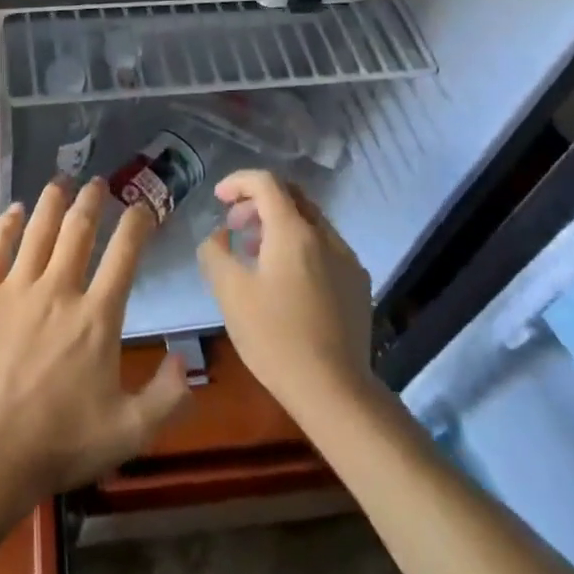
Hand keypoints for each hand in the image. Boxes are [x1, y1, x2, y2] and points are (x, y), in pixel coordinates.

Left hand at [0, 178, 190, 509]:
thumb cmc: (60, 443)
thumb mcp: (128, 432)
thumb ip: (167, 398)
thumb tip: (186, 360)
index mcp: (97, 316)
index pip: (124, 254)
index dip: (137, 224)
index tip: (143, 207)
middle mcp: (59, 290)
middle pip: (79, 230)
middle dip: (92, 200)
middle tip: (97, 182)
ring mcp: (16, 289)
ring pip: (38, 230)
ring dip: (53, 201)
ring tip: (60, 181)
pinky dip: (7, 225)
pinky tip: (15, 210)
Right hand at [196, 170, 374, 417]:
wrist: (335, 391)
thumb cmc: (275, 337)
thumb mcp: (230, 293)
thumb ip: (215, 253)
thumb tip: (219, 236)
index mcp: (293, 230)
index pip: (266, 182)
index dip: (238, 182)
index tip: (218, 198)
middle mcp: (325, 235)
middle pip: (291, 196)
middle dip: (258, 202)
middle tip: (234, 225)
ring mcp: (347, 259)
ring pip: (309, 223)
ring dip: (279, 225)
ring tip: (255, 254)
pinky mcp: (358, 284)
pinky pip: (325, 248)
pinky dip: (300, 247)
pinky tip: (287, 281)